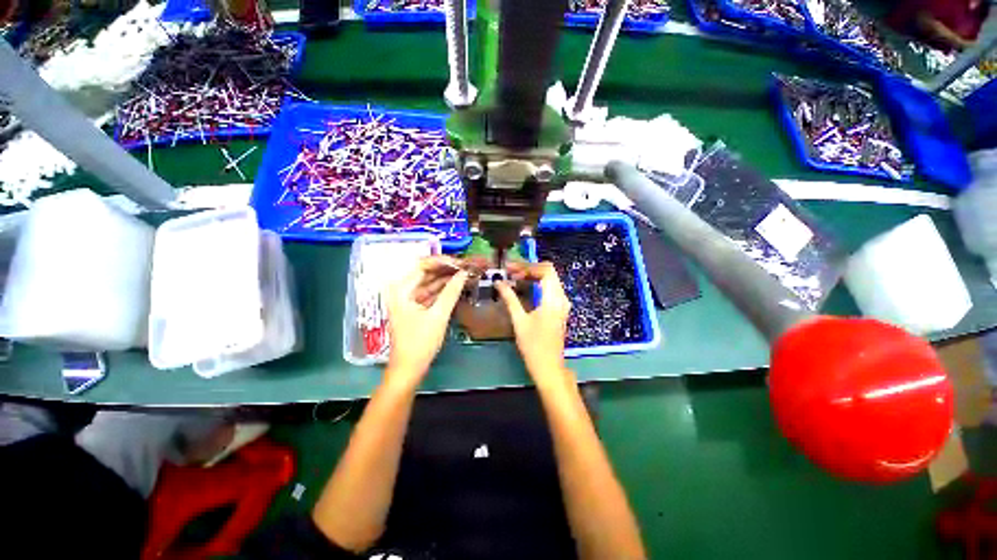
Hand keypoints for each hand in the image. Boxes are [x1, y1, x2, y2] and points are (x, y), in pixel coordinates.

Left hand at [385, 256, 467, 383]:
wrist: (408, 369)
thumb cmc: (420, 342)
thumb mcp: (438, 316)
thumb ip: (451, 292)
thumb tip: (464, 274)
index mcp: (401, 289)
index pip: (422, 265)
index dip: (443, 262)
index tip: (462, 263)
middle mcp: (402, 290)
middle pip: (426, 272)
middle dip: (447, 269)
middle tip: (467, 266)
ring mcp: (409, 299)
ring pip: (430, 282)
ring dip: (447, 278)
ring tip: (466, 273)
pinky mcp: (416, 307)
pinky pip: (431, 292)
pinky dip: (444, 289)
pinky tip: (458, 285)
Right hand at [495, 262, 573, 387]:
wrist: (548, 367)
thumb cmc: (533, 345)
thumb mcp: (519, 320)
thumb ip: (510, 298)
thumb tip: (499, 282)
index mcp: (553, 299)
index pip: (546, 270)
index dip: (528, 266)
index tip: (511, 269)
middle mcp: (562, 298)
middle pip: (549, 272)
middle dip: (529, 269)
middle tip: (510, 272)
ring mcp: (563, 304)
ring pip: (550, 280)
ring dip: (533, 276)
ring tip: (514, 278)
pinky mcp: (560, 309)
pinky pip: (550, 288)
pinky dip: (538, 284)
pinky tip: (524, 287)